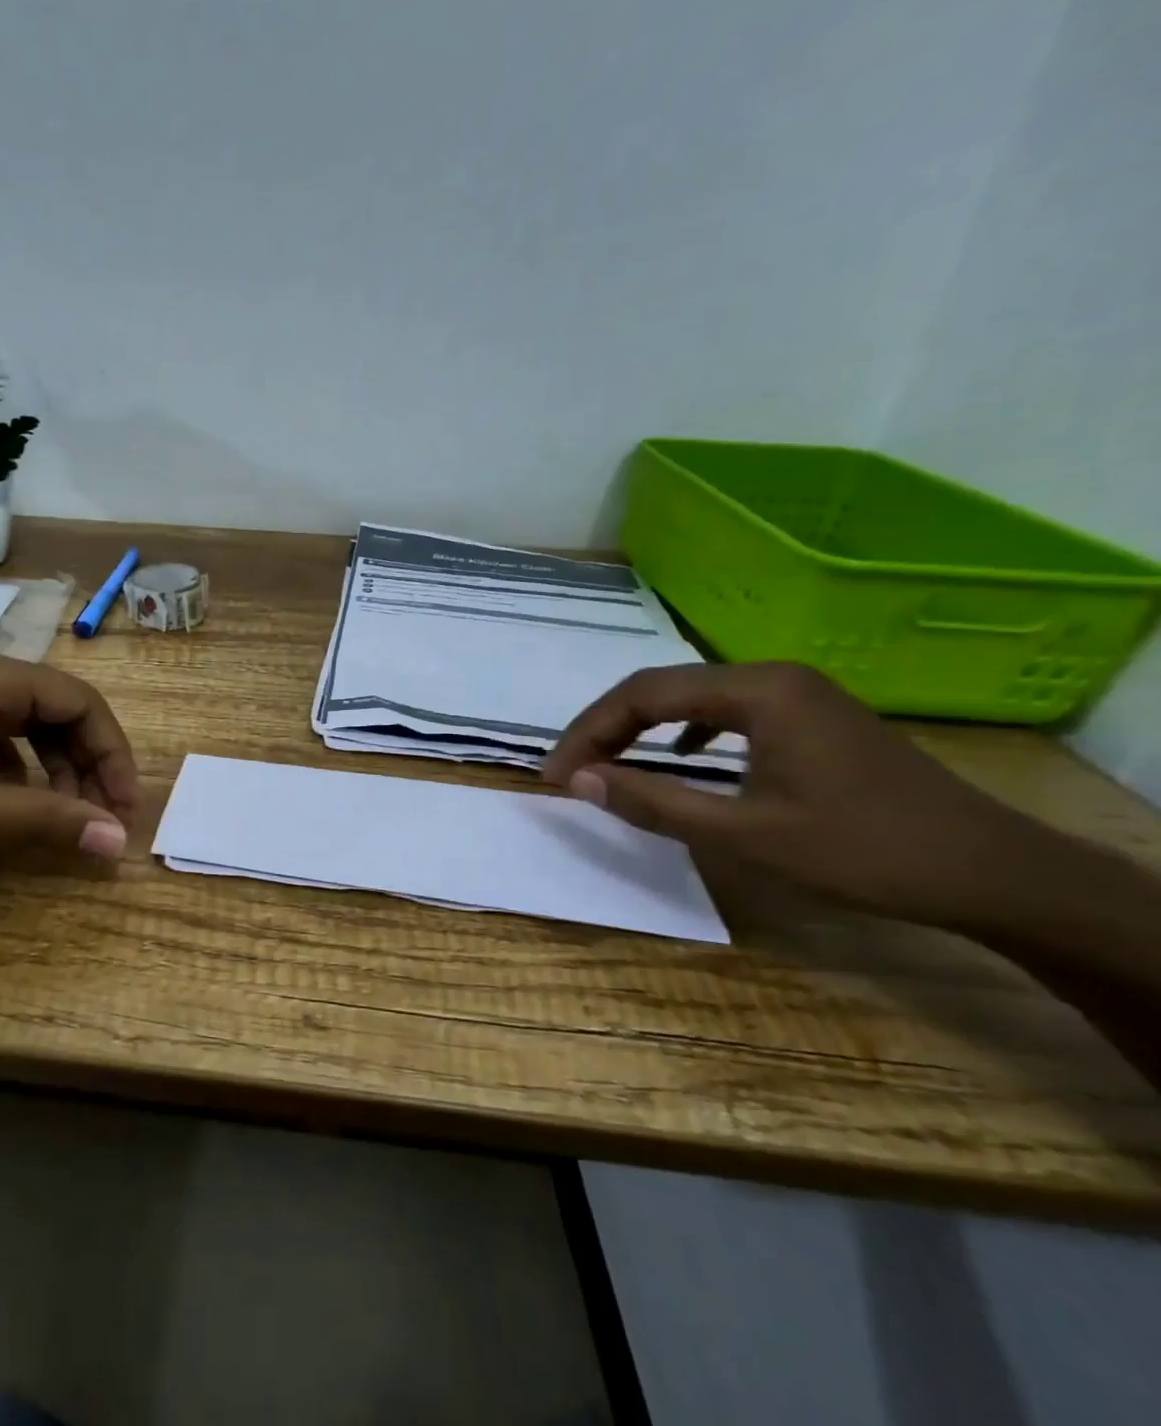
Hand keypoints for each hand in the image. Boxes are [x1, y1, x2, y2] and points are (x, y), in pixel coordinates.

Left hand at [0, 650, 137, 862]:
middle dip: (86, 764)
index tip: (123, 808)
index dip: (113, 754)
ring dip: (56, 768)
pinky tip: (15, 801)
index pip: (83, 703)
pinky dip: (20, 768)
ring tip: (62, 815)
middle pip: (60, 711)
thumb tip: (116, 841)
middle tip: (98, 819)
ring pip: (29, 725)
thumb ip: (48, 818)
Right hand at [541, 663, 1053, 928]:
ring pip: (691, 697)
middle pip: (662, 688)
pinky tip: (679, 756)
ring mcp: (797, 693)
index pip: (642, 694)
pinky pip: (725, 710)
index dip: (587, 732)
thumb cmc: (863, 851)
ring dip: (640, 727)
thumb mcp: (743, 834)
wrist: (995, 874)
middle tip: (570, 769)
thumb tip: (576, 779)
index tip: (554, 774)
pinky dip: (684, 731)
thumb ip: (653, 802)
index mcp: (757, 691)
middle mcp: (773, 676)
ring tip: (606, 762)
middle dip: (606, 727)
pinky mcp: (811, 716)